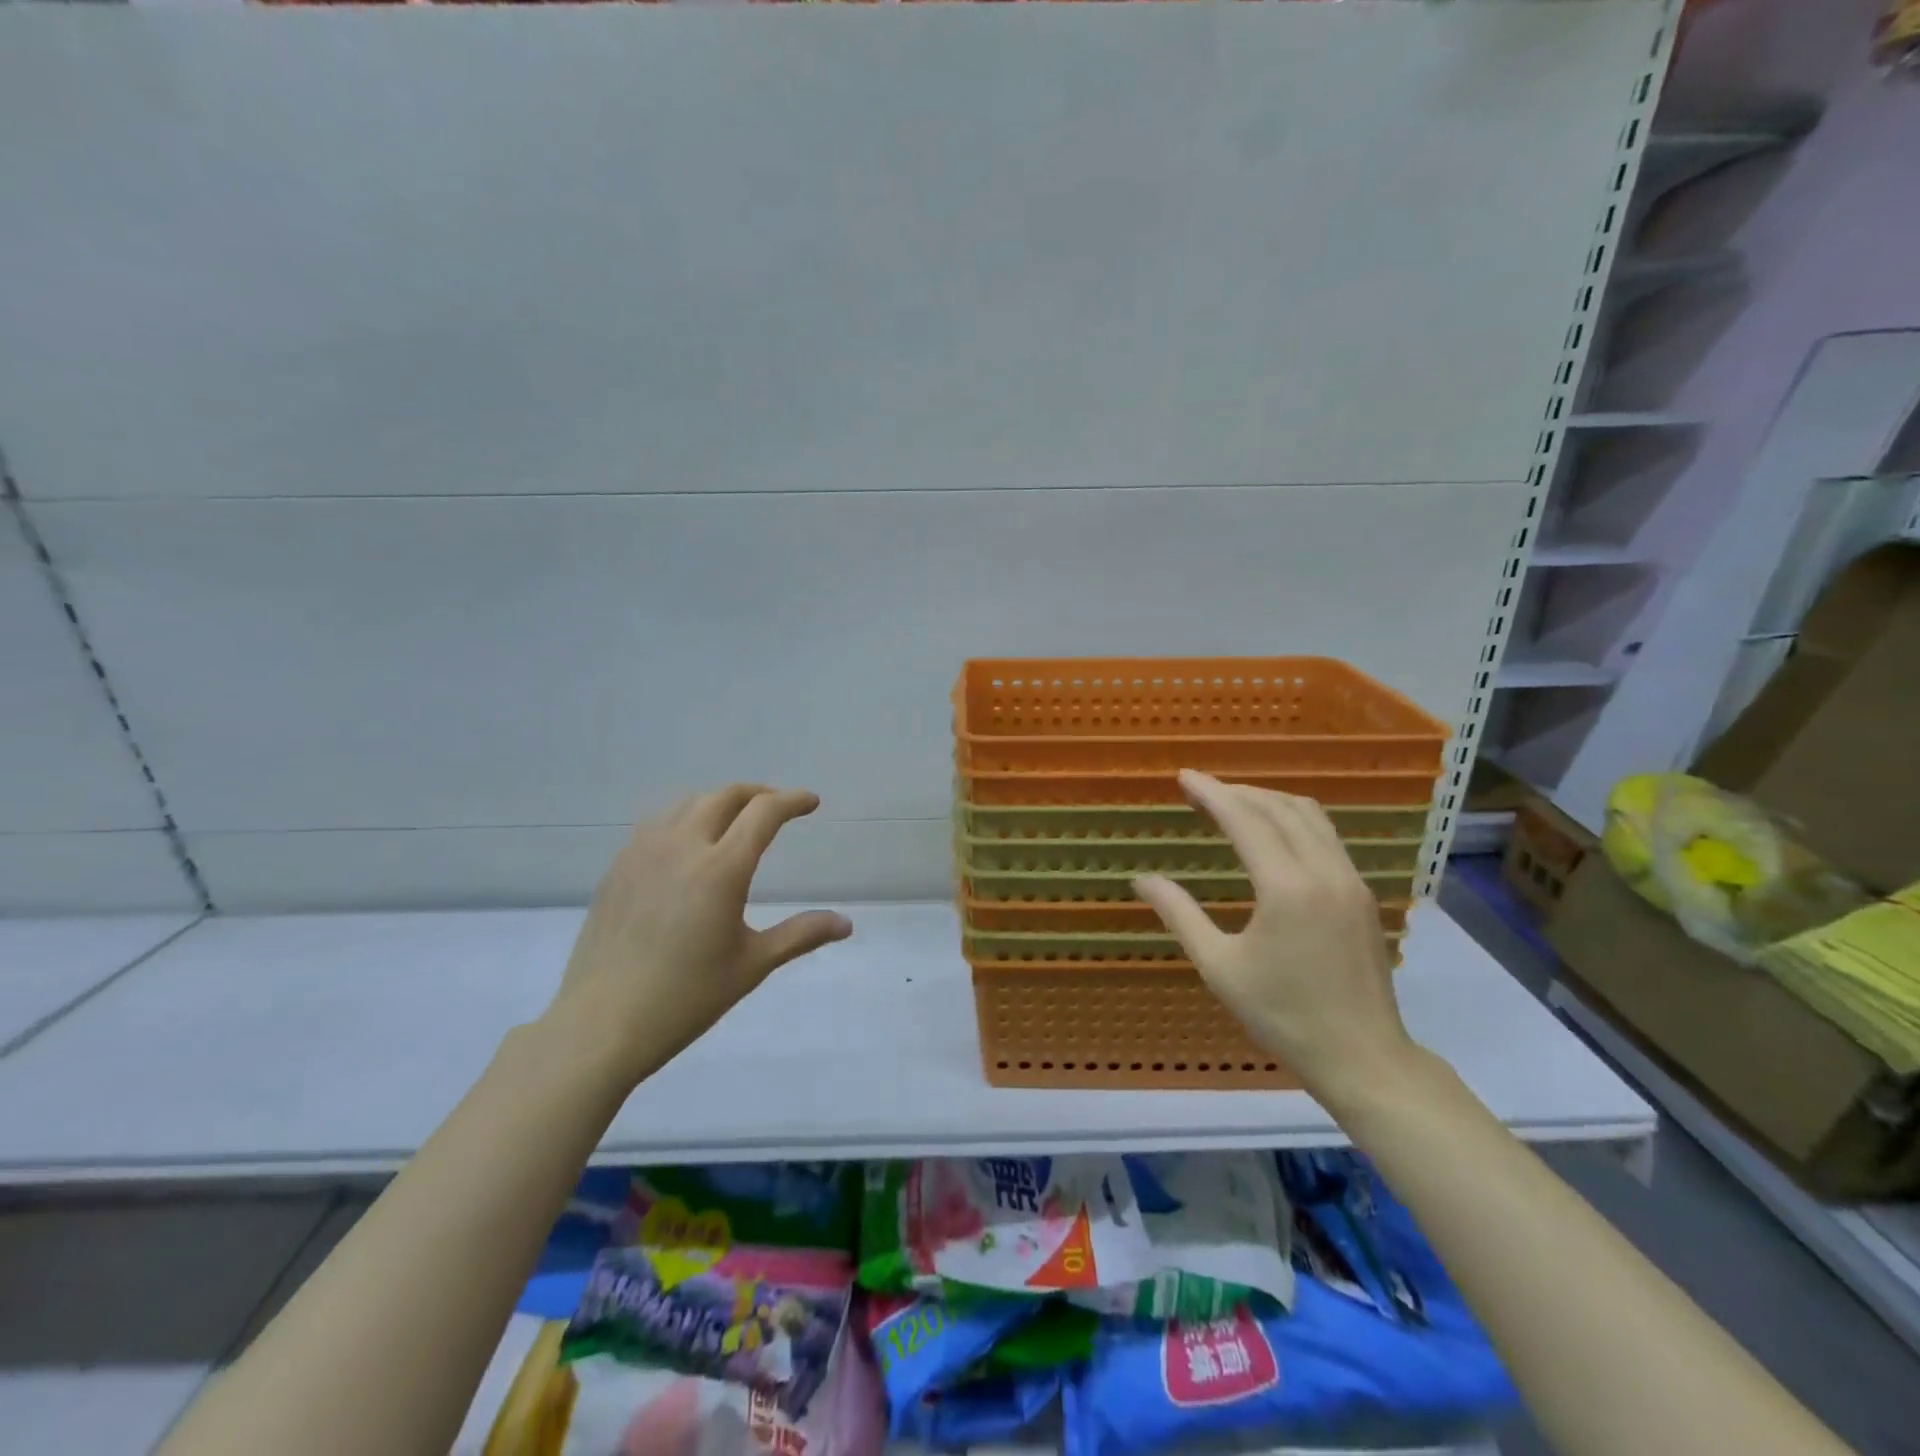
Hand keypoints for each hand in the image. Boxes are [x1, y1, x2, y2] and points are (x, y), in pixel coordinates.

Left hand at [545, 785, 851, 1089]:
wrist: (601, 1024)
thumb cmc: (685, 998)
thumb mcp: (751, 965)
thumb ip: (801, 934)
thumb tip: (846, 924)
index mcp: (721, 869)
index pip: (764, 812)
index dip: (793, 801)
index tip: (811, 804)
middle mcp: (682, 847)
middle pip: (726, 796)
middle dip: (758, 794)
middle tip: (778, 808)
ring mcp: (643, 853)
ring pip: (688, 803)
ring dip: (720, 802)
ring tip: (735, 821)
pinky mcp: (618, 867)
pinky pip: (657, 824)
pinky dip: (685, 819)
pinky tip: (688, 846)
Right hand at [1132, 769, 1417, 1106]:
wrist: (1361, 1057)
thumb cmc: (1282, 1015)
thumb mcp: (1219, 966)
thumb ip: (1179, 914)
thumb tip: (1141, 879)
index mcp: (1286, 888)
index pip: (1245, 820)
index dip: (1212, 793)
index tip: (1184, 777)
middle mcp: (1324, 872)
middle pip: (1279, 808)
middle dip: (1237, 792)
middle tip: (1200, 790)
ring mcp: (1350, 880)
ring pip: (1310, 816)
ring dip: (1268, 800)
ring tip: (1233, 803)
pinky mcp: (1362, 894)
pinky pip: (1326, 835)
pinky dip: (1293, 819)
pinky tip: (1273, 833)